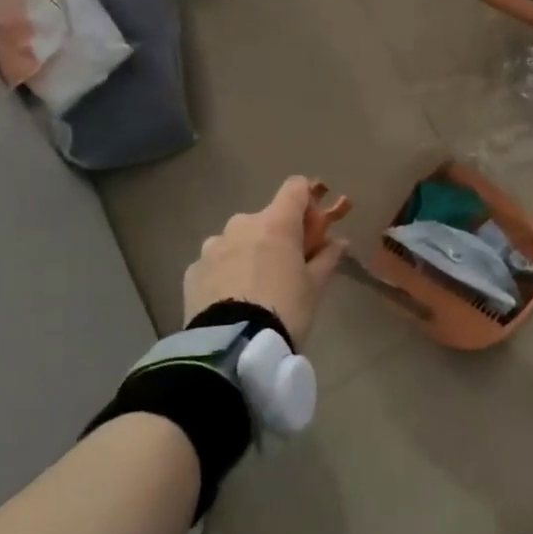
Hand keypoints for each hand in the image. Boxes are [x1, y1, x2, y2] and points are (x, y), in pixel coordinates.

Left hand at [183, 177, 346, 344]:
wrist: (234, 345)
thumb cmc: (285, 309)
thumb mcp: (315, 286)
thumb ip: (327, 258)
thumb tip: (339, 242)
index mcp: (276, 223)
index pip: (295, 188)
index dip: (307, 203)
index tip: (313, 229)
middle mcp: (241, 225)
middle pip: (266, 219)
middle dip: (277, 236)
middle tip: (287, 268)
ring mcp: (212, 247)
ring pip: (238, 240)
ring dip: (249, 253)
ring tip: (255, 289)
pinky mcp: (193, 270)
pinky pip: (216, 262)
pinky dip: (227, 272)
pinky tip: (232, 299)